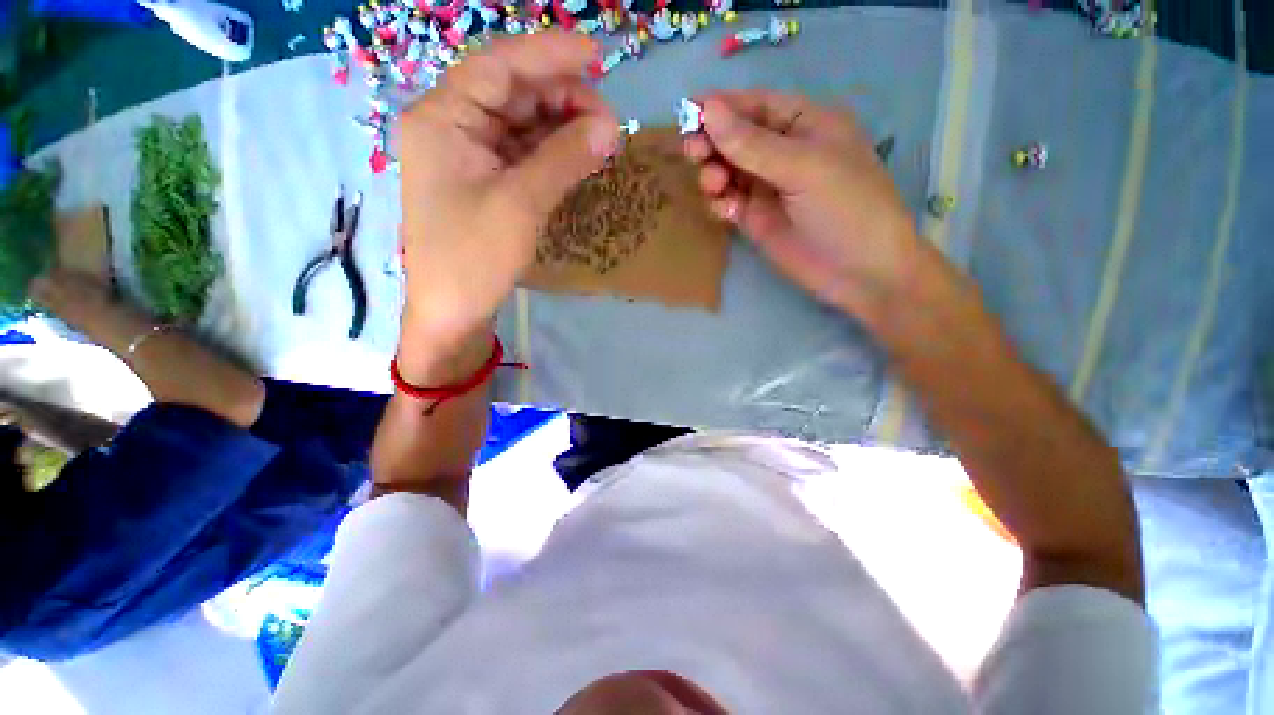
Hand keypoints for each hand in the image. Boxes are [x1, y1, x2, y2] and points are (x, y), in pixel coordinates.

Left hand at [397, 31, 618, 358]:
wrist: (451, 311)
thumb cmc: (474, 257)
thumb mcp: (521, 204)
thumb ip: (564, 159)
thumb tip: (610, 127)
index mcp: (443, 117)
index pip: (499, 66)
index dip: (550, 54)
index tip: (597, 54)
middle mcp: (450, 125)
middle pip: (511, 93)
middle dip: (562, 99)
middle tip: (607, 122)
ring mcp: (466, 155)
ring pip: (520, 123)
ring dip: (561, 128)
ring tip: (601, 141)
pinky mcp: (482, 181)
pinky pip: (520, 153)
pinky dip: (550, 153)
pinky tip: (577, 157)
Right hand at [684, 91, 921, 322]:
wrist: (858, 273)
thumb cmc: (845, 208)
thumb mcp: (803, 168)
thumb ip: (753, 144)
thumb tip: (708, 111)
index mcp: (805, 125)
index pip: (756, 106)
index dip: (723, 107)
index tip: (689, 112)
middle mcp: (783, 152)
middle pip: (736, 138)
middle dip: (712, 142)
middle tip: (693, 152)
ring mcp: (767, 188)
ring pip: (728, 171)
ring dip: (713, 173)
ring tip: (713, 185)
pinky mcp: (755, 219)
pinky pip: (728, 202)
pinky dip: (720, 202)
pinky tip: (725, 211)